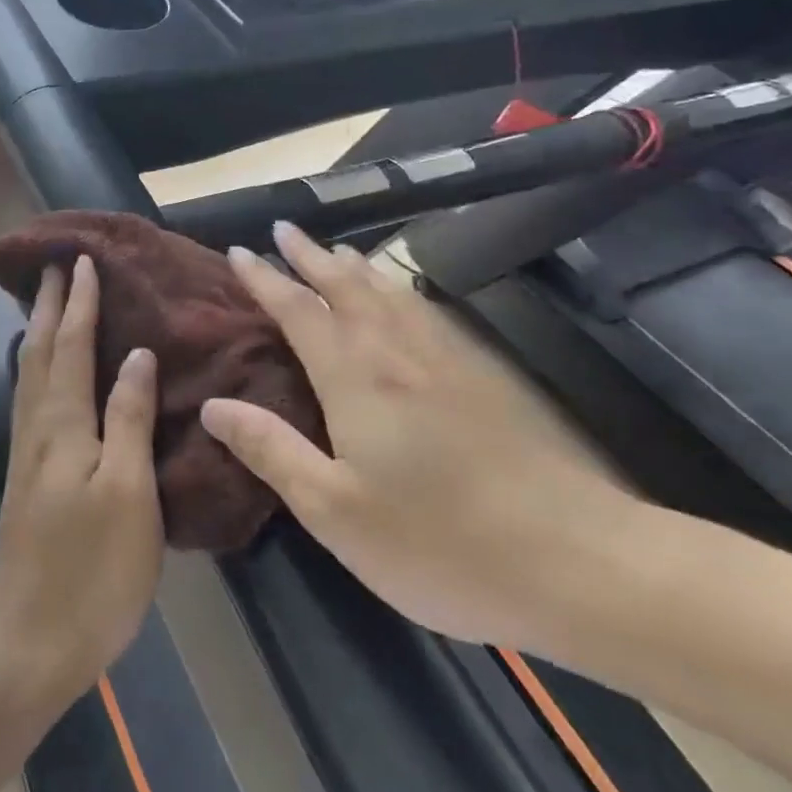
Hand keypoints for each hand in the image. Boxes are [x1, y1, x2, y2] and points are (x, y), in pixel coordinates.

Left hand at [0, 255, 164, 710]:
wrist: (32, 642)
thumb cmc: (93, 569)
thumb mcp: (128, 492)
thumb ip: (129, 418)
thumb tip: (135, 354)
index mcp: (63, 424)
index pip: (70, 345)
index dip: (78, 301)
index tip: (82, 260)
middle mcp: (38, 427)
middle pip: (38, 351)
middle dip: (48, 305)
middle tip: (56, 266)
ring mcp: (28, 453)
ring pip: (29, 373)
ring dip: (37, 331)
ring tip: (46, 304)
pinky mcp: (28, 477)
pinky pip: (31, 398)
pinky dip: (38, 367)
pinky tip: (45, 373)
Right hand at [200, 224, 640, 649]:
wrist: (578, 563)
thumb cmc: (439, 543)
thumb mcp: (334, 511)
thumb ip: (271, 450)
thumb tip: (212, 406)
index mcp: (356, 378)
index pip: (299, 310)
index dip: (265, 279)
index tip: (238, 251)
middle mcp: (398, 353)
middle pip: (346, 286)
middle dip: (311, 255)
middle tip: (285, 228)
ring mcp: (448, 361)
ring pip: (391, 293)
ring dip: (356, 266)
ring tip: (336, 249)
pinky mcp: (486, 378)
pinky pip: (427, 311)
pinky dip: (400, 290)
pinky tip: (405, 300)